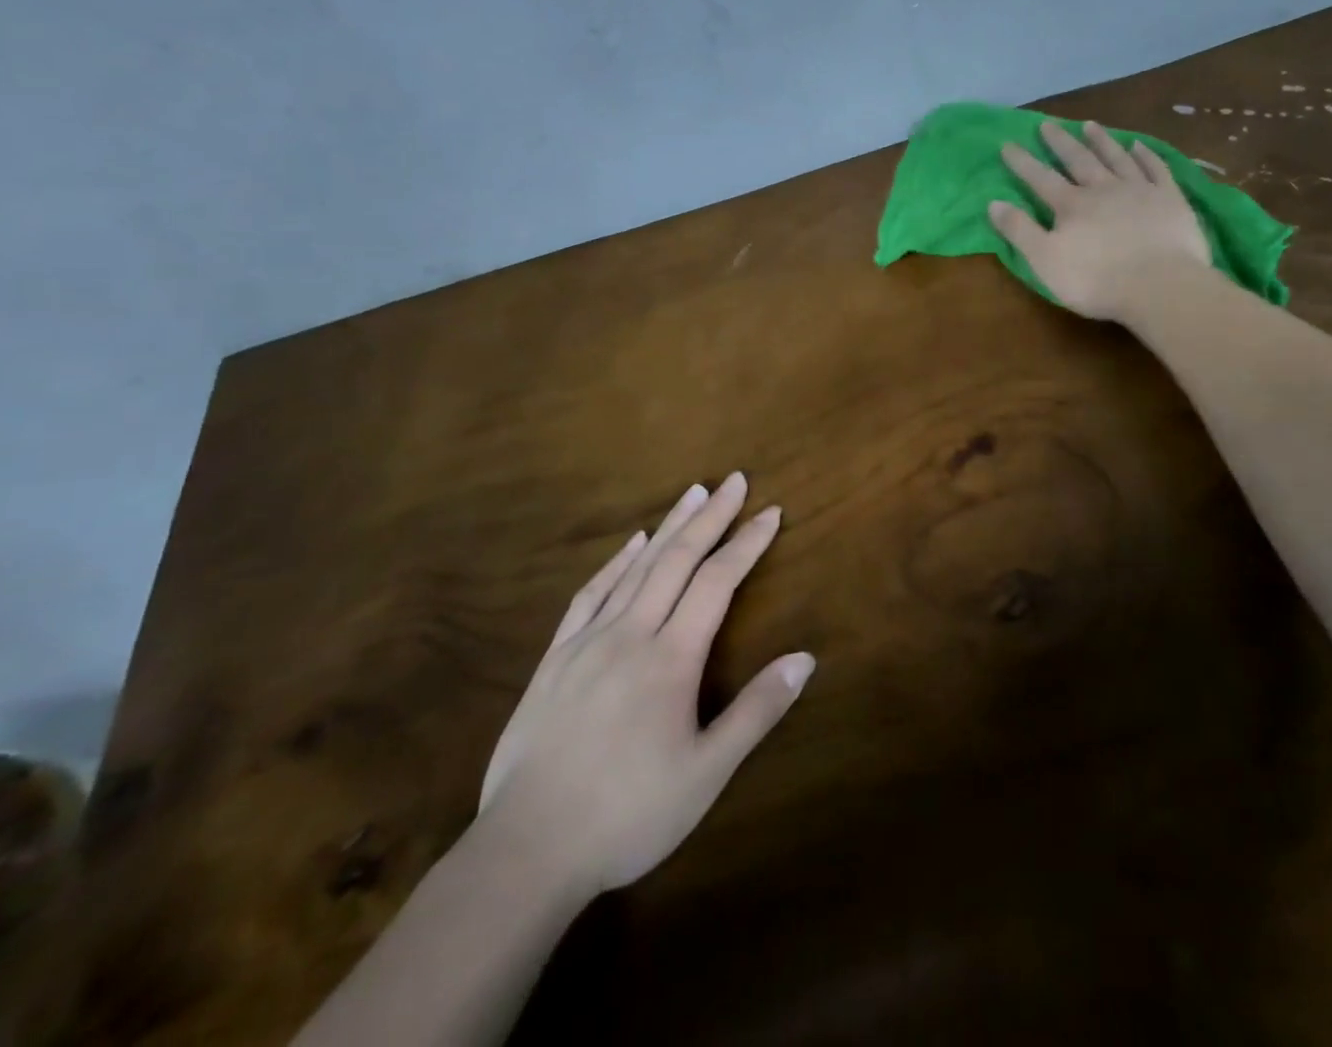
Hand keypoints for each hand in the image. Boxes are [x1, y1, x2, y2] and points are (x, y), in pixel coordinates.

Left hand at [477, 473, 812, 899]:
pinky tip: (631, 545)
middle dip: (711, 517)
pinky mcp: (555, 658)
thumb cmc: (627, 815)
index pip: (718, 582)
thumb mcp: (706, 773)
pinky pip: (590, 594)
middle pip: (677, 560)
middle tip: (734, 480)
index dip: (747, 544)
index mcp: (671, 658)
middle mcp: (631, 634)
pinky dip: (615, 562)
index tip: (771, 512)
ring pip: (636, 568)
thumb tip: (806, 658)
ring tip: (693, 493)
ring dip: (669, 527)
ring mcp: (588, 642)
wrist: (526, 851)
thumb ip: (757, 711)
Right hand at [989, 120, 1210, 320]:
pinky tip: (1138, 146)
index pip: (1040, 178)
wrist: (1160, 286)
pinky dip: (1145, 155)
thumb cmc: (1096, 280)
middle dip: (1060, 142)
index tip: (1007, 143)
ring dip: (1101, 141)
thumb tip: (993, 202)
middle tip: (1047, 124)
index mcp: (1071, 206)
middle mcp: (1103, 189)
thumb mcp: (1045, 261)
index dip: (1022, 162)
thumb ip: (1020, 231)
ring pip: (1116, 158)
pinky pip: (1156, 169)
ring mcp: (1139, 190)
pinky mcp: (1170, 199)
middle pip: (1078, 160)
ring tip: (1089, 124)